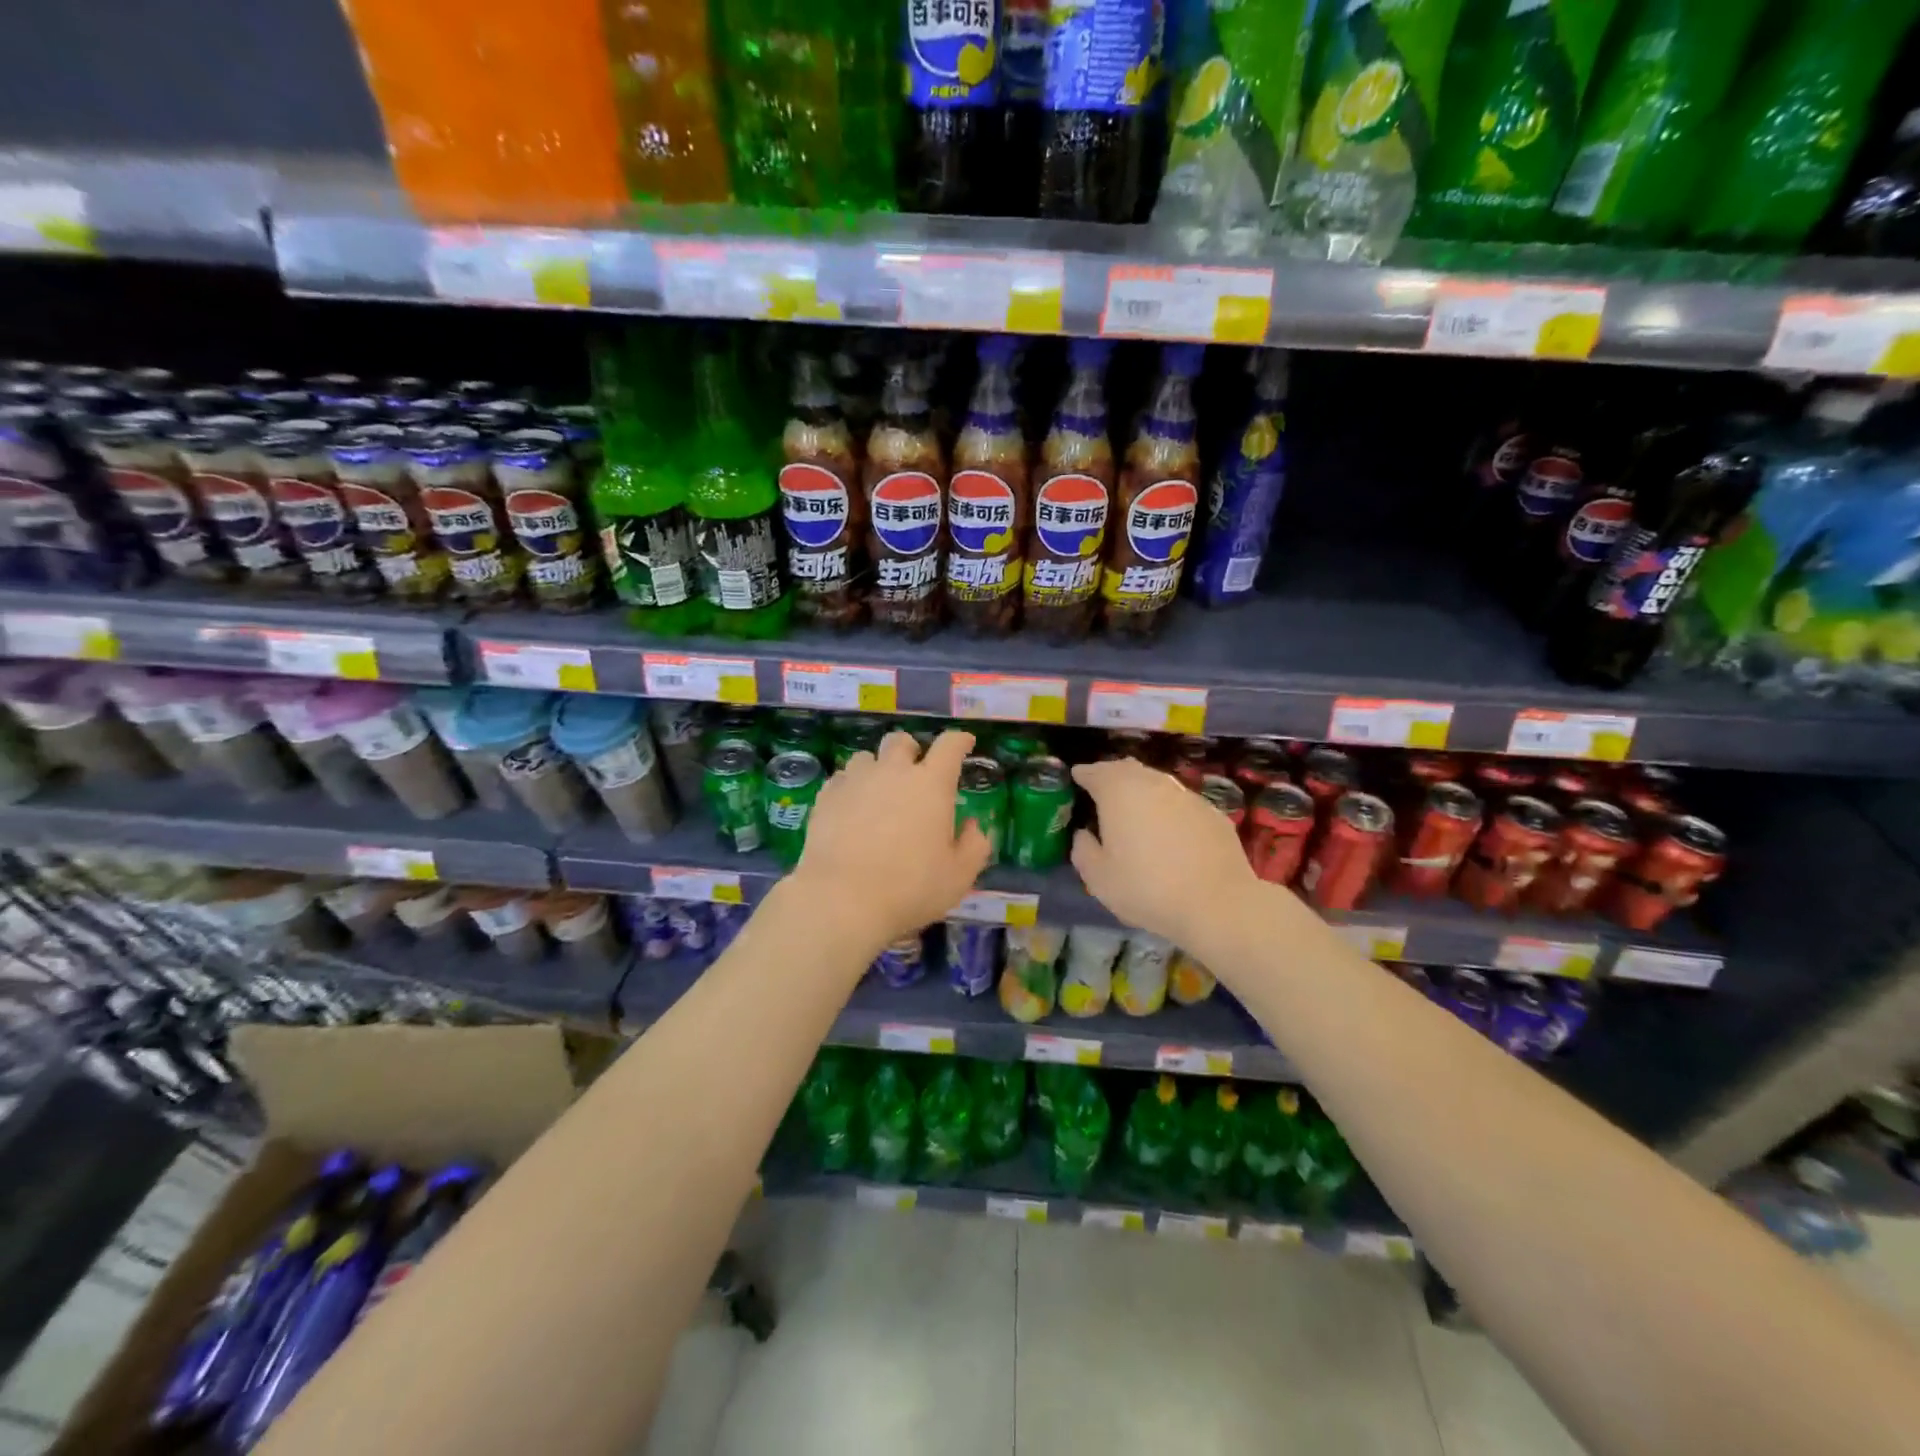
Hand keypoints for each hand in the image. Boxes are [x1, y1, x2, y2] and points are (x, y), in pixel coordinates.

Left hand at [790, 729, 992, 947]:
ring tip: (878, 792)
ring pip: (866, 757)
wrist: (842, 899)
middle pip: (901, 741)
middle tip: (915, 772)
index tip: (965, 743)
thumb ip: (974, 847)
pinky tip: (851, 809)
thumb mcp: (958, 876)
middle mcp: (893, 772)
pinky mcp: (826, 797)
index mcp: (931, 785)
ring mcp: (855, 781)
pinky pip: (841, 779)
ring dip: (877, 768)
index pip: (950, 746)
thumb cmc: (910, 888)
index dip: (960, 741)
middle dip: (911, 750)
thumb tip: (973, 826)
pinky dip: (850, 788)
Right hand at [1069, 758, 1261, 948]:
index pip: (1095, 771)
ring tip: (1133, 807)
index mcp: (1118, 792)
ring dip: (1141, 789)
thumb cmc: (1147, 888)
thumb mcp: (1099, 878)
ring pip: (1156, 782)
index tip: (1076, 777)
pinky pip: (1180, 801)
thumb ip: (1083, 850)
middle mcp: (1152, 783)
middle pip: (1127, 769)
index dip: (1083, 774)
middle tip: (1102, 788)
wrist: (1217, 904)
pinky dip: (1167, 807)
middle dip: (1112, 774)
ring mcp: (1185, 795)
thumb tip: (1084, 835)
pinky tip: (1168, 828)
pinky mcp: (1211, 812)